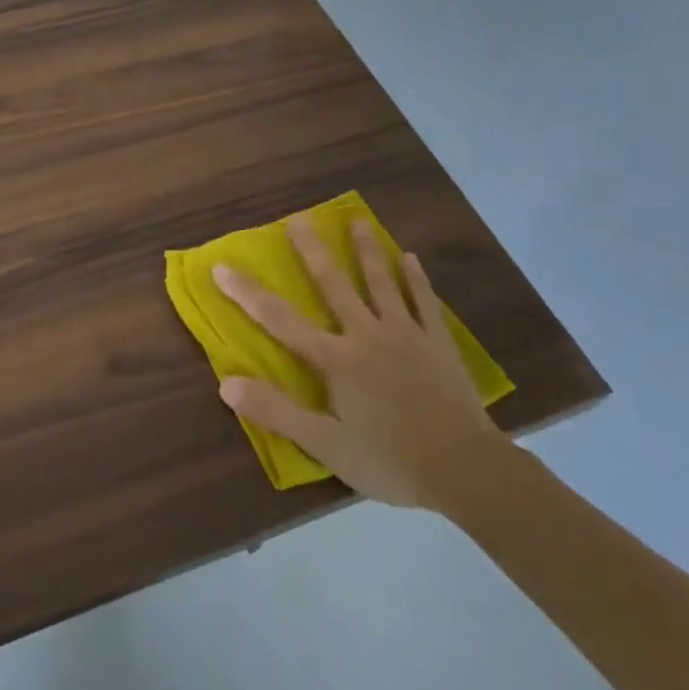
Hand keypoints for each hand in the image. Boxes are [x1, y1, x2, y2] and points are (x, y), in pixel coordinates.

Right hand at [214, 218, 509, 513]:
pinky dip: (415, 279)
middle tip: (298, 218)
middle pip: (333, 285)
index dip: (247, 293)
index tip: (222, 266)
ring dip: (366, 250)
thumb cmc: (390, 460)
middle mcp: (367, 335)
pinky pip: (424, 302)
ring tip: (357, 219)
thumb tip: (226, 383)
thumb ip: (277, 412)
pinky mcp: (438, 342)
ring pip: (381, 282)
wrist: (466, 471)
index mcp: (336, 360)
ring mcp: (406, 334)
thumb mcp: (326, 445)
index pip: (280, 320)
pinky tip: (410, 258)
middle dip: (312, 251)